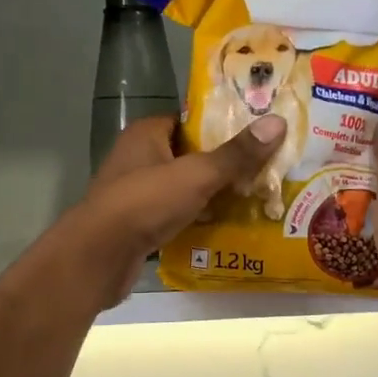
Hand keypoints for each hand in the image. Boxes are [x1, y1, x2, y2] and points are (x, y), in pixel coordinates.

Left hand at [67, 114, 286, 304]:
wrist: (99, 256)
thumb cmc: (145, 202)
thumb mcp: (197, 175)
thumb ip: (236, 154)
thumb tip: (277, 123)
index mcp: (146, 134)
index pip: (188, 120)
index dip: (220, 125)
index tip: (255, 134)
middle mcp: (137, 158)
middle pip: (189, 155)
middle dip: (222, 163)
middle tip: (262, 168)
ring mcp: (136, 193)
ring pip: (183, 187)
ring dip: (211, 194)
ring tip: (253, 197)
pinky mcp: (138, 224)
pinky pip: (175, 214)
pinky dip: (196, 219)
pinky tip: (225, 226)